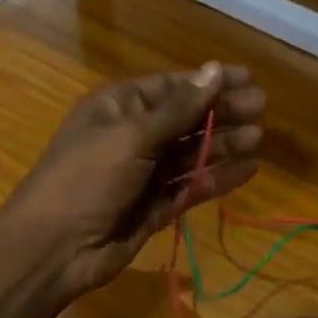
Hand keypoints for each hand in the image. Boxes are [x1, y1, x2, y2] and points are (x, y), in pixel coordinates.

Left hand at [1, 63, 263, 300]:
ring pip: (191, 153)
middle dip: (222, 112)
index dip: (208, 83)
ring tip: (258, 138)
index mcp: (119, 107)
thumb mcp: (132, 136)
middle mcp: (133, 136)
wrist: (56, 248)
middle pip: (185, 119)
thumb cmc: (87, 179)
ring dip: (223, 144)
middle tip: (261, 108)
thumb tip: (215, 69)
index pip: (171, 88)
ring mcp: (144, 174)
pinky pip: (190, 187)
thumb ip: (179, 108)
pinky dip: (216, 178)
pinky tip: (248, 170)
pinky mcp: (154, 207)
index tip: (247, 79)